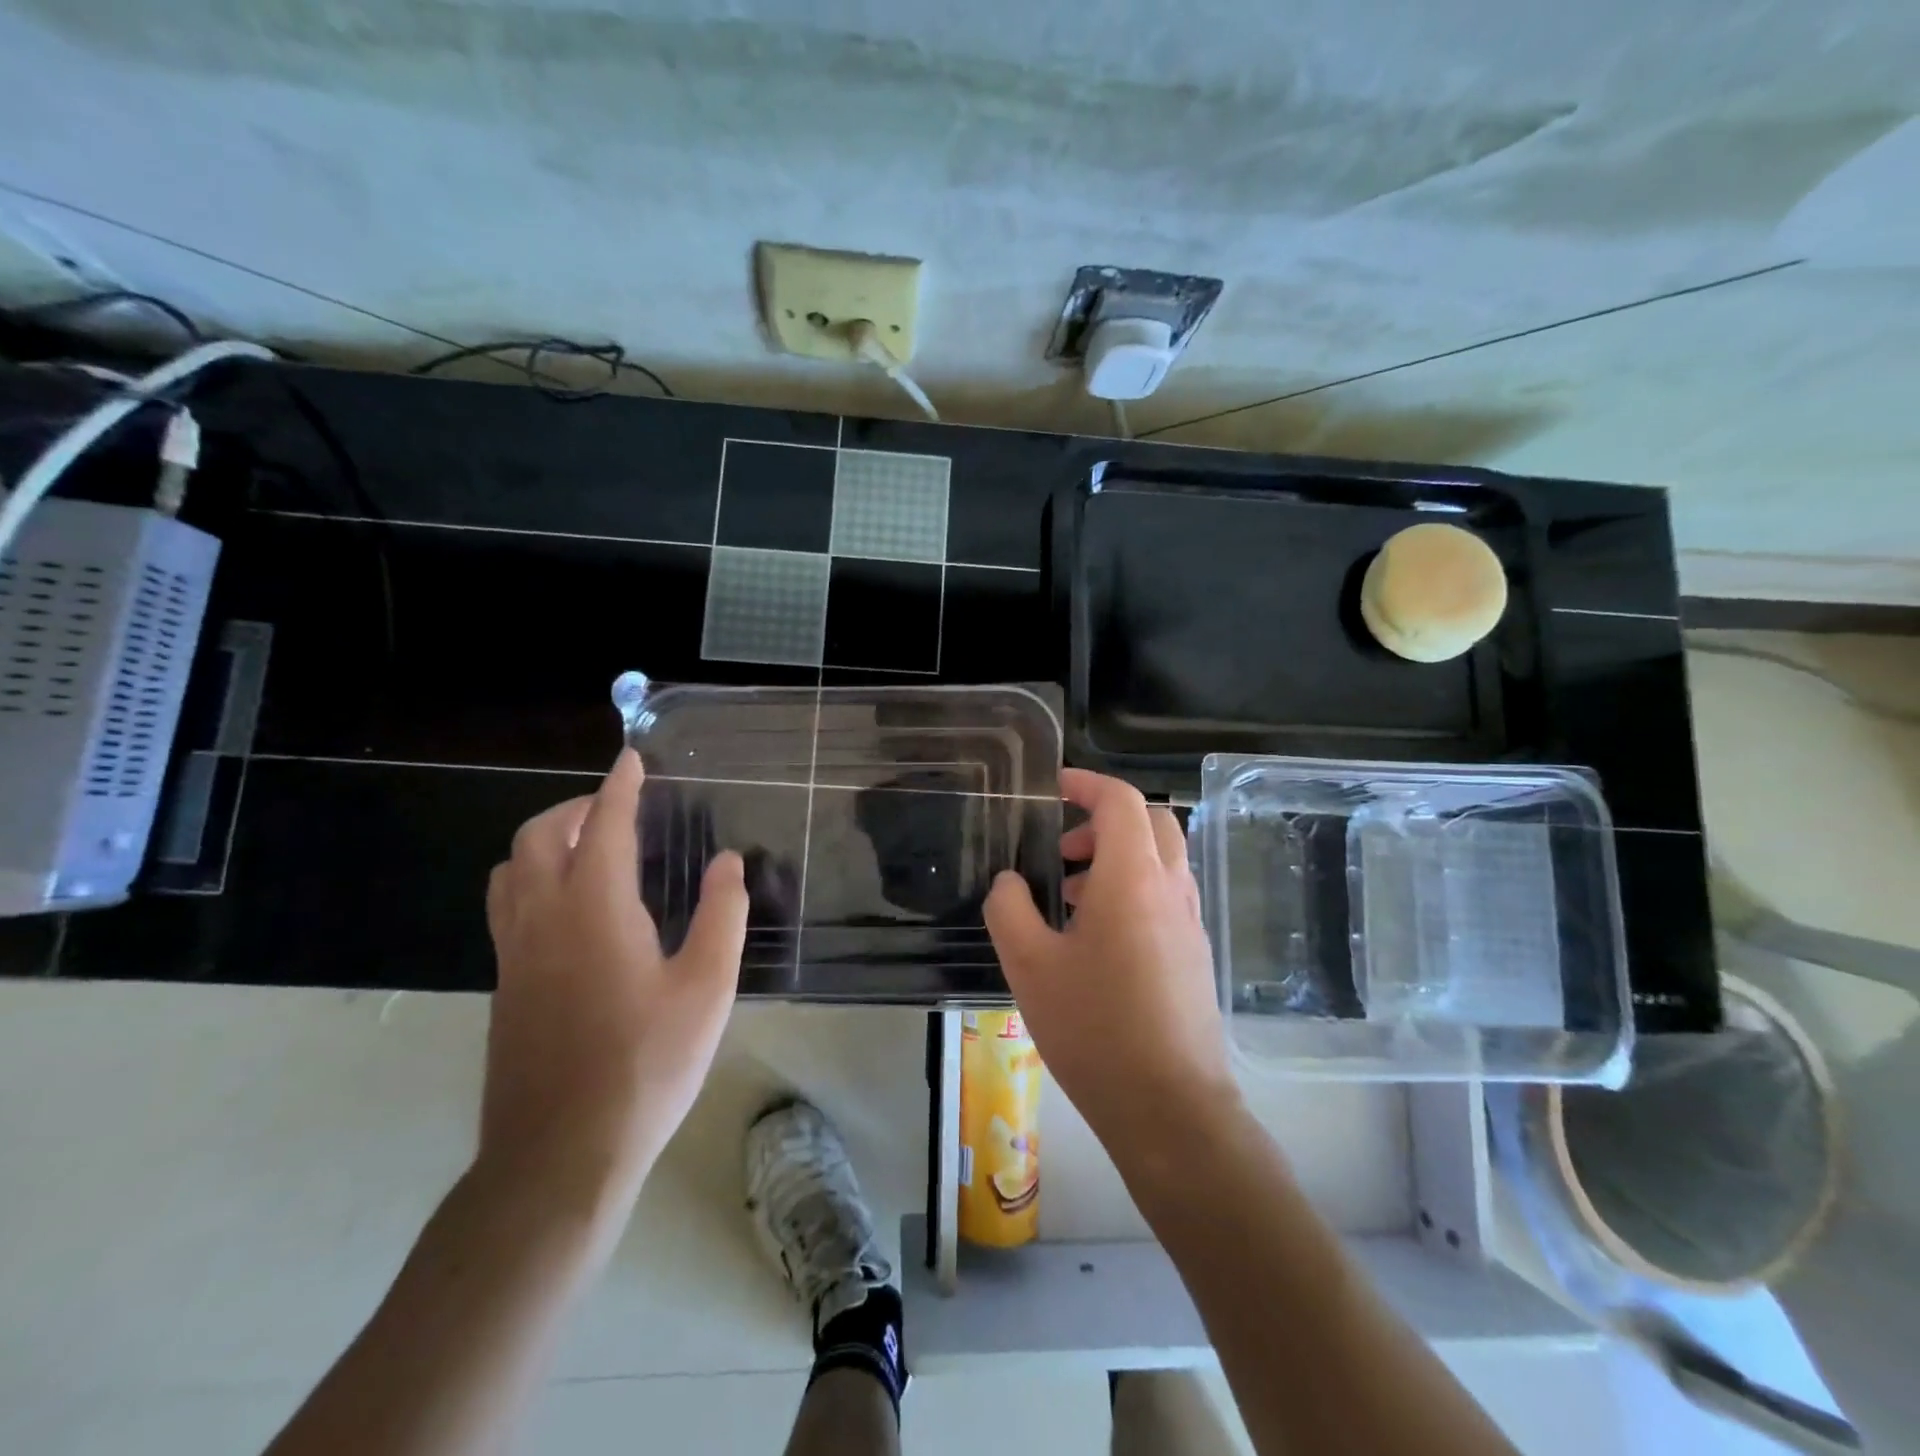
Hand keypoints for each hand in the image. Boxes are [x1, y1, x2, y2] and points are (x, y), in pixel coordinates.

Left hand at [481, 749, 747, 1219]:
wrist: (559, 1156)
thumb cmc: (646, 1065)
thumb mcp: (707, 988)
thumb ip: (722, 915)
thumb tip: (728, 862)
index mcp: (593, 909)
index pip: (602, 824)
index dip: (619, 787)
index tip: (631, 760)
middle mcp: (542, 918)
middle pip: (538, 837)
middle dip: (574, 808)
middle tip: (615, 808)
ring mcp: (513, 955)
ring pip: (511, 871)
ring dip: (545, 842)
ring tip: (588, 850)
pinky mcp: (504, 987)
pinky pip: (508, 907)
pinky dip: (533, 880)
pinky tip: (573, 912)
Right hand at [984, 769, 1240, 1170]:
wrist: (1170, 1108)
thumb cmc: (1094, 1028)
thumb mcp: (1029, 965)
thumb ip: (1008, 908)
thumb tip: (1009, 881)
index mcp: (1132, 878)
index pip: (1121, 800)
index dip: (1087, 783)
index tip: (1054, 788)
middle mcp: (1170, 888)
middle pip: (1151, 822)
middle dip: (1104, 820)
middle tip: (1062, 848)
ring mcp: (1189, 922)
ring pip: (1161, 860)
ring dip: (1117, 857)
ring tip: (1068, 897)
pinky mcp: (1194, 954)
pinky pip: (1165, 895)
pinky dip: (1132, 889)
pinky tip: (1096, 938)